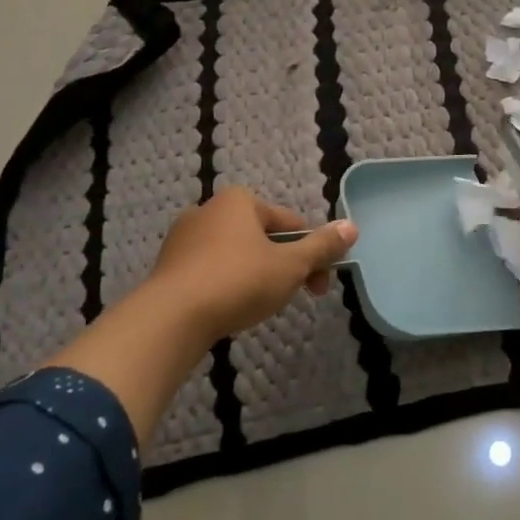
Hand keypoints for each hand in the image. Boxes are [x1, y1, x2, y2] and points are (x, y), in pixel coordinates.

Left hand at [145, 188, 357, 346]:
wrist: (170, 318)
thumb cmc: (238, 281)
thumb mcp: (291, 265)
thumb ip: (322, 246)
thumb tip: (351, 226)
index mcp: (239, 201)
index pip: (290, 223)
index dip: (312, 254)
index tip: (318, 286)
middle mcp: (208, 210)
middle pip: (263, 237)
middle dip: (284, 266)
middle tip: (293, 297)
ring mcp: (183, 238)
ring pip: (236, 255)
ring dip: (256, 276)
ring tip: (260, 306)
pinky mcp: (167, 267)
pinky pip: (210, 271)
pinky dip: (226, 285)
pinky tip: (230, 309)